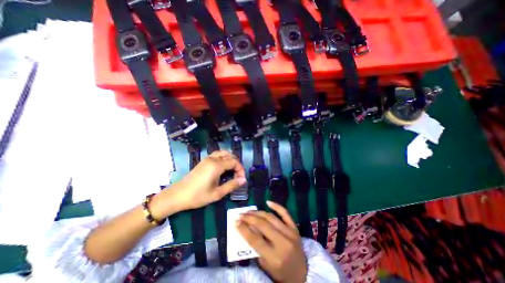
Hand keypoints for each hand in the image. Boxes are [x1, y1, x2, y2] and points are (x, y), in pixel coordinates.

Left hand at [167, 150, 246, 211]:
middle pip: (230, 156)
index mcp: (216, 166)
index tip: (241, 179)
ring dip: (230, 159)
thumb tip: (244, 180)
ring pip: (223, 153)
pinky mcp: (203, 161)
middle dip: (237, 165)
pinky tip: (223, 167)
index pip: (234, 162)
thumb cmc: (198, 196)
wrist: (177, 195)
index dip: (240, 169)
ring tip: (232, 170)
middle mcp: (213, 159)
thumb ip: (232, 185)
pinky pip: (217, 155)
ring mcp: (207, 159)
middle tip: (238, 176)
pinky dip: (224, 158)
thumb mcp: (217, 193)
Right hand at [237, 201, 307, 282]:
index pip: (255, 239)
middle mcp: (283, 243)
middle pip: (262, 225)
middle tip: (241, 215)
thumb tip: (247, 228)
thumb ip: (256, 247)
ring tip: (249, 211)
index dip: (244, 229)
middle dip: (249, 218)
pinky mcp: (295, 228)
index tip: (236, 222)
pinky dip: (276, 206)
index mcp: (274, 257)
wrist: (302, 274)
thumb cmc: (281, 272)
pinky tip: (268, 202)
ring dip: (258, 213)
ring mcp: (290, 233)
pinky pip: (285, 213)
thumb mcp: (265, 265)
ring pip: (271, 217)